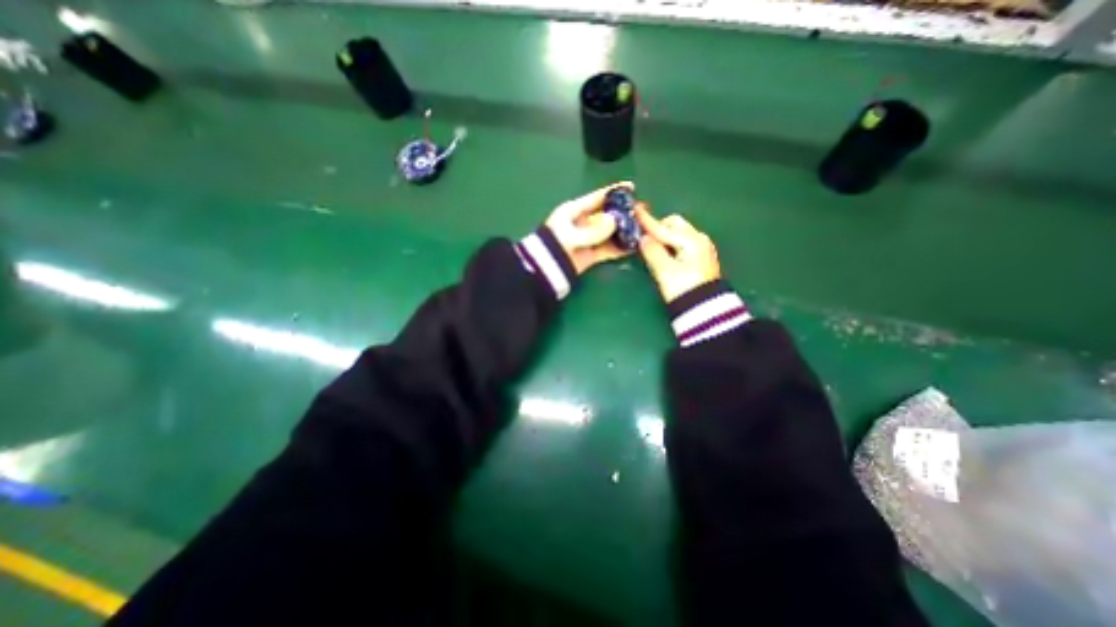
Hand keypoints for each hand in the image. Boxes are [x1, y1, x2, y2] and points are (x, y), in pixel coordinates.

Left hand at [549, 178, 634, 271]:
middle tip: (642, 211)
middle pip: (607, 214)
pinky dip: (620, 248)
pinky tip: (633, 246)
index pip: (598, 198)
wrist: (544, 270)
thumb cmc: (554, 245)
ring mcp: (588, 239)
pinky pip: (608, 249)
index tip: (632, 187)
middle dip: (624, 213)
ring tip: (642, 228)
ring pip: (610, 232)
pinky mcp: (590, 255)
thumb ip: (593, 230)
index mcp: (574, 211)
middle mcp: (583, 223)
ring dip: (624, 231)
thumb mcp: (571, 235)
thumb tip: (614, 221)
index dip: (614, 192)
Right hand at [638, 205, 722, 299]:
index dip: (647, 221)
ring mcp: (701, 248)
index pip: (663, 228)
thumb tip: (643, 238)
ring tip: (652, 247)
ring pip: (678, 233)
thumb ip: (652, 251)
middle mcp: (699, 239)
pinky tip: (664, 253)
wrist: (705, 310)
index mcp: (691, 240)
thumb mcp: (665, 271)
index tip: (634, 210)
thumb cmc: (683, 290)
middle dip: (658, 227)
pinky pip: (682, 243)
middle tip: (644, 238)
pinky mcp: (700, 257)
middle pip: (674, 225)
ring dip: (665, 236)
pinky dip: (671, 244)